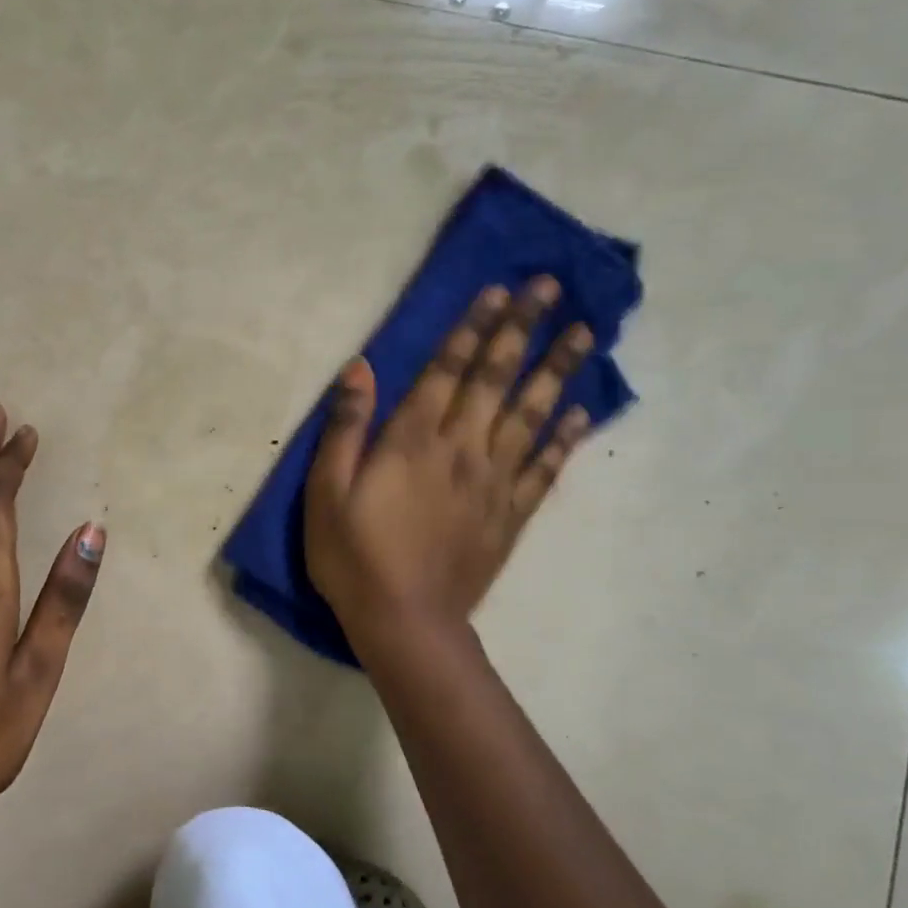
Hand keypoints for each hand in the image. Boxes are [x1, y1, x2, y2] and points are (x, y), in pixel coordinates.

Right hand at [305, 279, 592, 646]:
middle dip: (521, 329)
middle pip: (496, 379)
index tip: (498, 290)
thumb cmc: (353, 556)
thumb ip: (345, 427)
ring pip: (531, 414)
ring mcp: (493, 482)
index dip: (472, 328)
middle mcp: (461, 449)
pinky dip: (566, 437)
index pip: (447, 370)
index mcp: (412, 441)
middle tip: (549, 286)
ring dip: (556, 369)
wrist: (404, 621)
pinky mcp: (511, 515)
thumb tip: (360, 367)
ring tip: (582, 331)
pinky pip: (545, 467)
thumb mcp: (325, 491)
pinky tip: (582, 411)